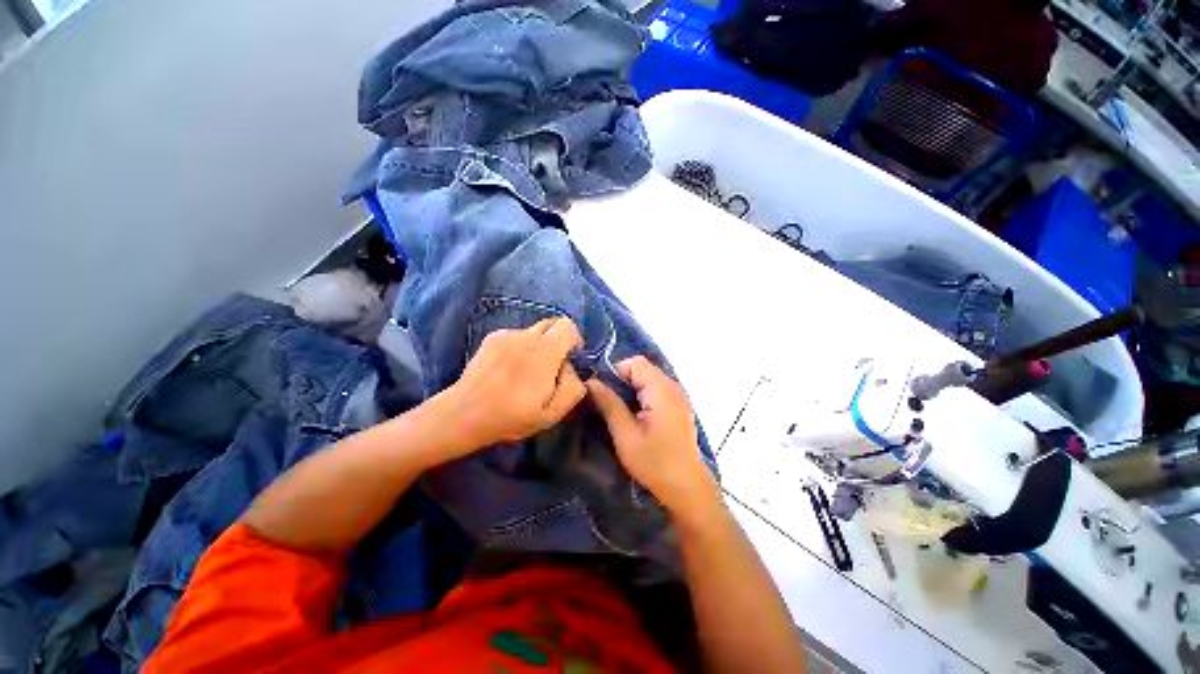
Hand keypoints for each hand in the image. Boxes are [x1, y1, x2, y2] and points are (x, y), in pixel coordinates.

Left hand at [441, 317, 586, 456]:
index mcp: (544, 352)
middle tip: (552, 365)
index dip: (574, 339)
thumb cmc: (511, 416)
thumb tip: (572, 369)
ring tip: (526, 371)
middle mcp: (526, 336)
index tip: (570, 358)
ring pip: (534, 331)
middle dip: (558, 339)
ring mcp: (506, 334)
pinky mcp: (492, 337)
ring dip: (538, 345)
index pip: (567, 325)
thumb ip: (573, 388)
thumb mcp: (552, 414)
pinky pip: (517, 335)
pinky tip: (509, 368)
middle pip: (552, 323)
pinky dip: (520, 347)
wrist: (464, 414)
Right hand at [586, 356, 719, 523]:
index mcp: (661, 390)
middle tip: (608, 405)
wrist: (687, 489)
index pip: (635, 362)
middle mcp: (673, 386)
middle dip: (622, 381)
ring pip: (648, 379)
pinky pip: (656, 390)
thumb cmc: (654, 463)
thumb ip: (609, 404)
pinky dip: (642, 396)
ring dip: (631, 390)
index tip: (603, 393)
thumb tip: (590, 382)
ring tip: (620, 412)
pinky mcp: (679, 406)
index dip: (615, 372)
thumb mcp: (626, 435)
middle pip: (642, 369)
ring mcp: (678, 396)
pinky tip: (636, 417)